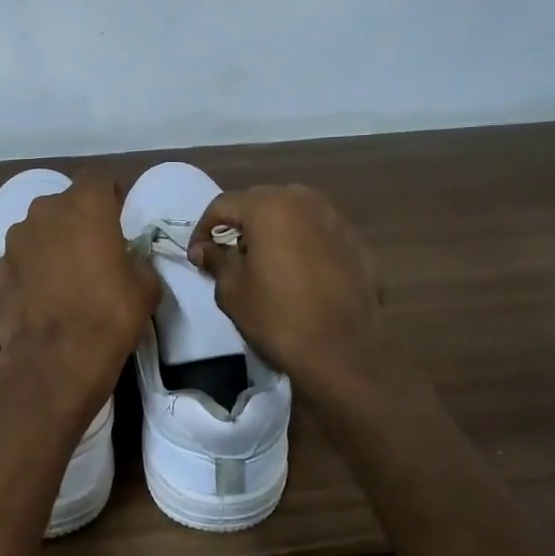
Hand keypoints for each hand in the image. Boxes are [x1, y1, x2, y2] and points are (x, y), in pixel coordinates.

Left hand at [0, 174, 158, 423]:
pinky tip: (44, 296)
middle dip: (80, 219)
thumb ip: (136, 260)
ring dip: (53, 242)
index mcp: (86, 205)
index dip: (111, 194)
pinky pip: (22, 258)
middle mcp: (45, 211)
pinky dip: (32, 268)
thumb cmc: (109, 316)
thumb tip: (127, 261)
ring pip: (39, 229)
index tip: (119, 216)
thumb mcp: (146, 287)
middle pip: (66, 203)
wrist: (53, 361)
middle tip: (95, 249)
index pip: (99, 178)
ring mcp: (15, 239)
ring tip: (66, 275)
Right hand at [187, 185, 381, 399]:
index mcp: (270, 207)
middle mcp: (306, 202)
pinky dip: (302, 243)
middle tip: (228, 254)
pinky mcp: (357, 243)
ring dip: (273, 229)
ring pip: (294, 212)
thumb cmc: (277, 318)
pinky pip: (319, 232)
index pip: (224, 204)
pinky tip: (298, 273)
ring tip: (264, 260)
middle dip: (240, 223)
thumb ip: (217, 260)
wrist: (341, 353)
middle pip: (261, 201)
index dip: (204, 228)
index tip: (197, 255)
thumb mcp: (233, 291)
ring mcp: (336, 220)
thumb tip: (203, 249)